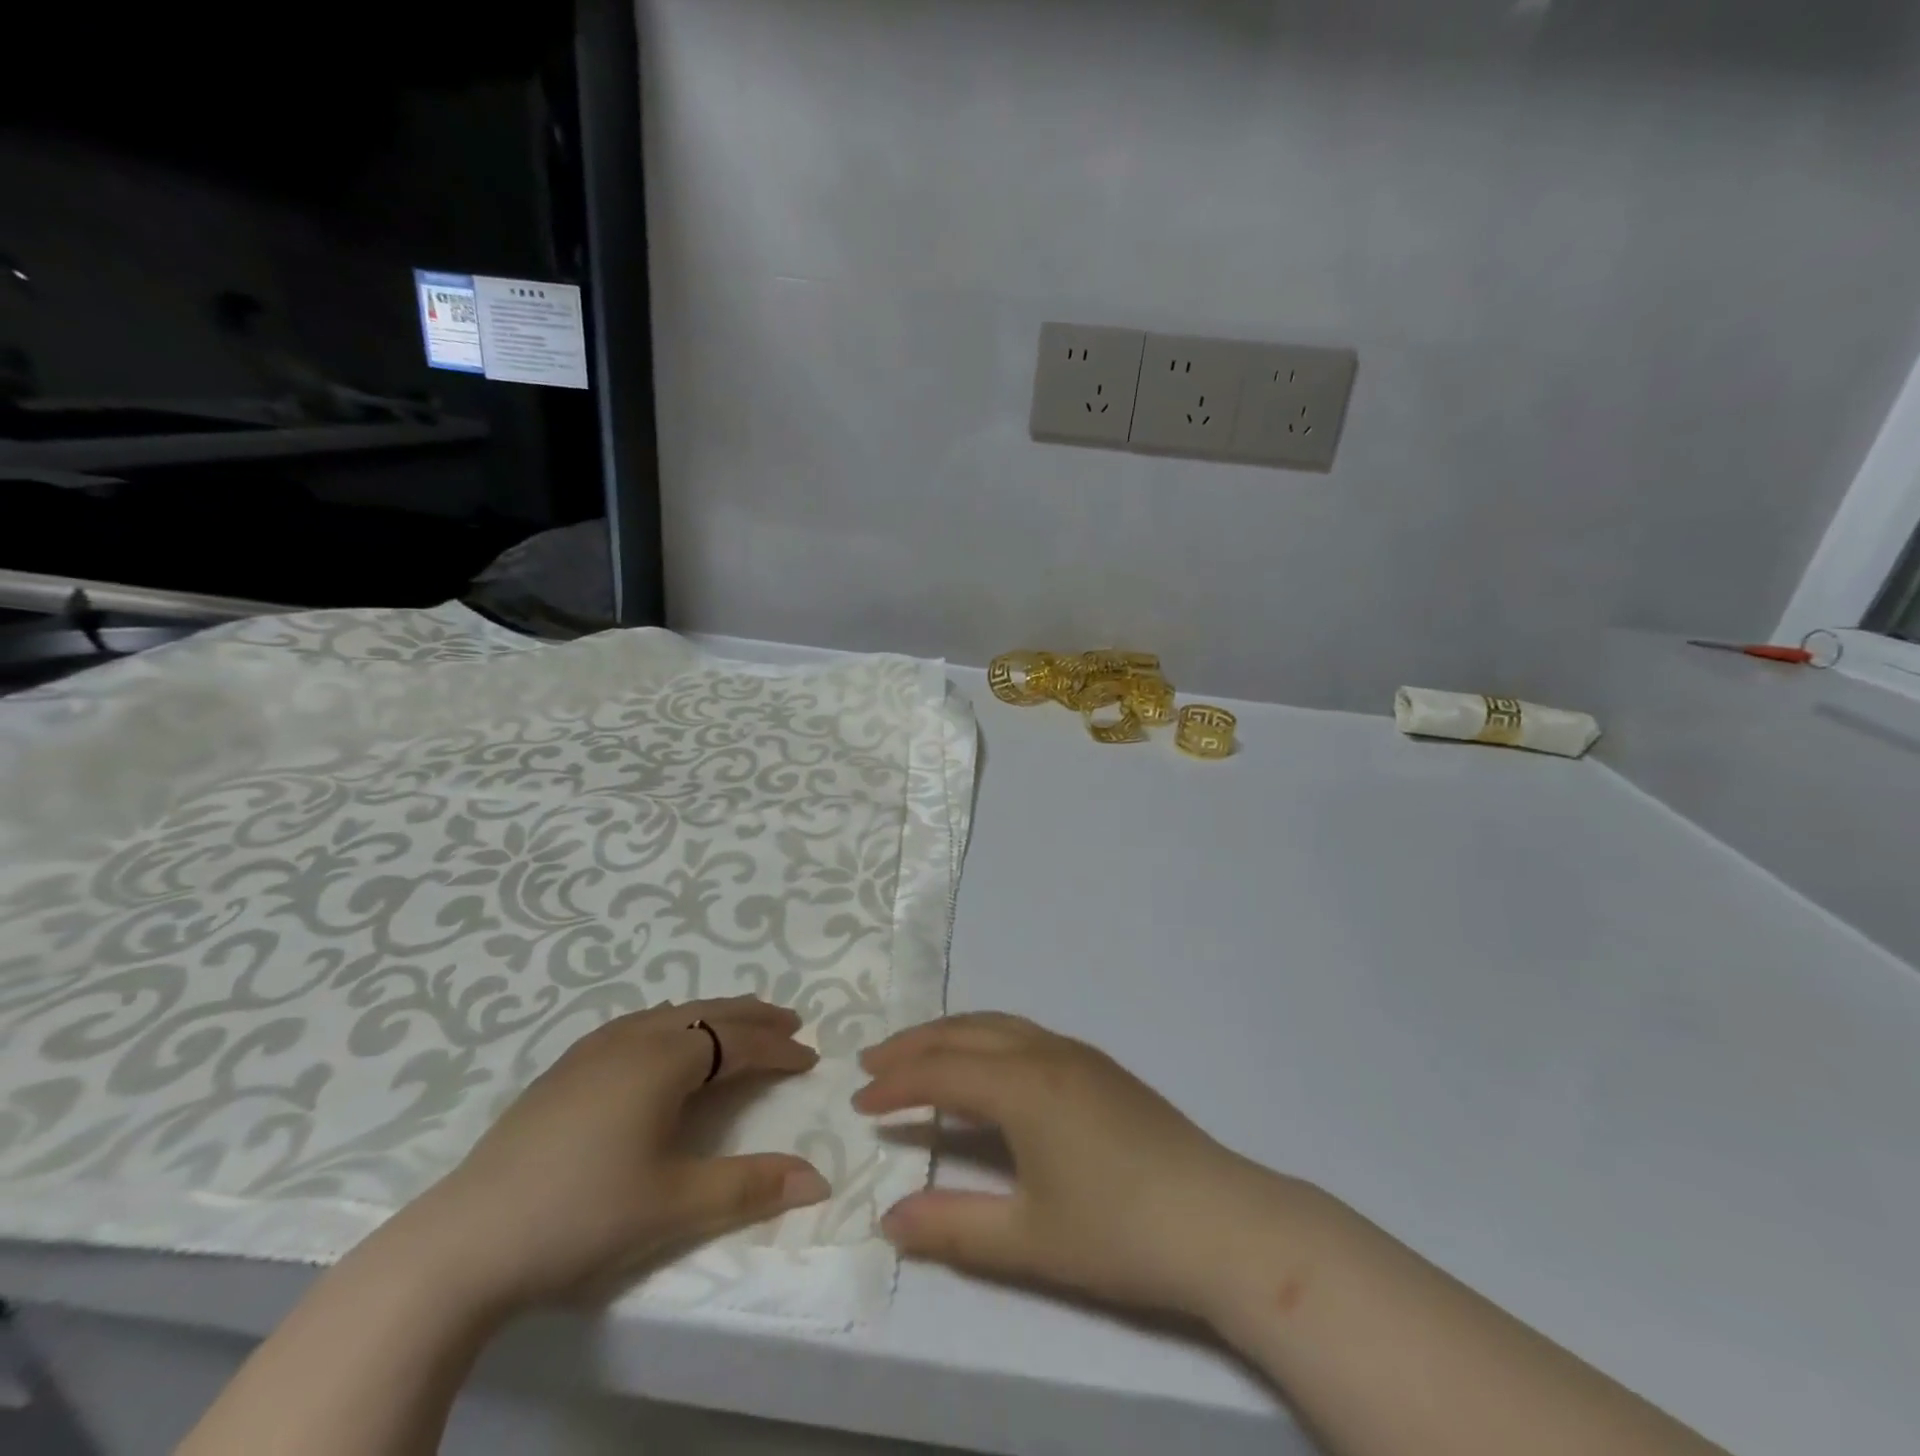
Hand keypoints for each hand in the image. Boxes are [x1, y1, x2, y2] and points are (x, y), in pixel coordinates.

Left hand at [412, 996, 829, 1311]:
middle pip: (708, 1013)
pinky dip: (673, 1023)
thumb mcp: (674, 1204)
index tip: (810, 1057)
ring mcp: (593, 1049)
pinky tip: (664, 1041)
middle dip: (753, 1016)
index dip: (778, 1048)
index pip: (739, 1041)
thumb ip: (750, 1186)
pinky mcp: (565, 1069)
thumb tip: (819, 1180)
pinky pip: (638, 1024)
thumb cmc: (582, 1214)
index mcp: (664, 1060)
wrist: (464, 1242)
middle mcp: (633, 1038)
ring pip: (670, 1013)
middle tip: (790, 1021)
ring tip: (738, 1025)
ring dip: (713, 1016)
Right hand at [854, 1013, 1314, 1325]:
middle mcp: (1046, 1053)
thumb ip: (952, 1227)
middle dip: (915, 1044)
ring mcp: (1078, 1054)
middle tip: (873, 1061)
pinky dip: (986, 1039)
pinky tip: (986, 1067)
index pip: (942, 1072)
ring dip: (952, 1034)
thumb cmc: (1119, 1232)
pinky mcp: (1099, 1067)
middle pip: (966, 1031)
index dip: (896, 1085)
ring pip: (999, 1024)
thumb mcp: (1027, 1240)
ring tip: (917, 1054)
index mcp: (1024, 1085)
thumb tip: (887, 1218)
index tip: (859, 1102)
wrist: (1221, 1220)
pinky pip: (1025, 1034)